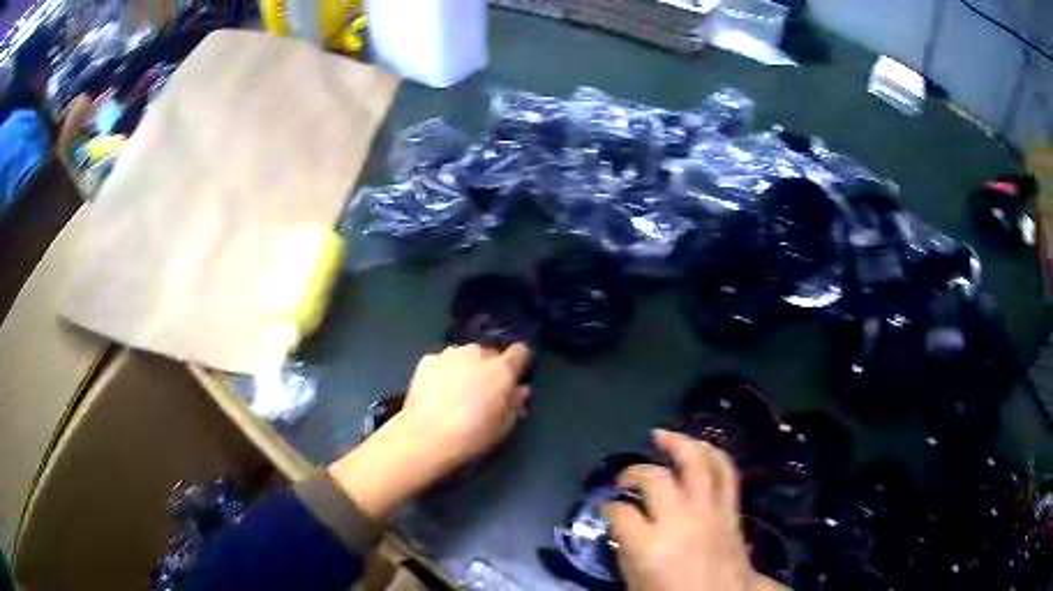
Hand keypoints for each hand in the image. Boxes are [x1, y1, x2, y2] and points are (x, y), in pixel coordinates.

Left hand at [328, 344, 530, 519]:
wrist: (426, 437)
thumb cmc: (472, 436)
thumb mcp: (504, 427)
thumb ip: (515, 403)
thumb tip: (519, 390)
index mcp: (502, 369)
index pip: (520, 352)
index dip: (518, 364)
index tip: (514, 379)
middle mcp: (477, 353)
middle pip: (489, 354)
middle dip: (488, 368)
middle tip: (482, 392)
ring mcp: (449, 354)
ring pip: (464, 355)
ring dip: (465, 367)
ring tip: (456, 392)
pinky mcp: (426, 360)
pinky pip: (442, 362)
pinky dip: (442, 372)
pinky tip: (436, 392)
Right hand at [607, 430, 778, 590]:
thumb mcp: (635, 583)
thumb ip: (627, 550)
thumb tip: (623, 523)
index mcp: (649, 547)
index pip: (621, 512)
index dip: (610, 507)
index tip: (609, 508)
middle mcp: (681, 521)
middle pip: (656, 479)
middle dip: (634, 472)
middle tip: (625, 477)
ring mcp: (710, 512)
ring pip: (697, 462)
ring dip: (678, 443)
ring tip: (661, 436)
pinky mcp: (731, 510)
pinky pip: (726, 472)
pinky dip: (713, 454)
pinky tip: (699, 448)